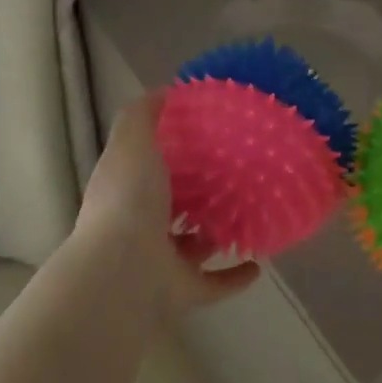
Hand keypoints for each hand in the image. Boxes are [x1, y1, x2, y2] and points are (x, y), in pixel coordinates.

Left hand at [74, 90, 260, 318]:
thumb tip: (164, 91)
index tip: (206, 134)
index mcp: (126, 190)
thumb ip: (143, 114)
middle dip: (198, 194)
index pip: (148, 167)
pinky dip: (236, 276)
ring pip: (194, 245)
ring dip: (218, 232)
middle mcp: (139, 226)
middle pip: (173, 207)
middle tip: (237, 172)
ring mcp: (160, 262)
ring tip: (252, 212)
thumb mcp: (132, 143)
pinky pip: (214, 284)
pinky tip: (259, 263)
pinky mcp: (181, 292)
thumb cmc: (128, 200)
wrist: (122, 274)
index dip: (171, 152)